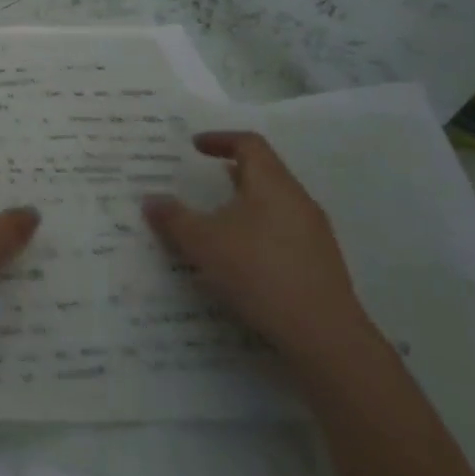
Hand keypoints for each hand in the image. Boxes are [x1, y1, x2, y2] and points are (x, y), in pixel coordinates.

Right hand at [142, 132, 370, 367]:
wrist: (324, 336)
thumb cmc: (259, 271)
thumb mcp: (203, 242)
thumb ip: (174, 218)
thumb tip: (150, 200)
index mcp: (272, 183)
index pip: (248, 144)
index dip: (220, 139)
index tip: (194, 147)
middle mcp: (297, 200)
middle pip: (264, 173)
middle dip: (230, 175)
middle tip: (200, 183)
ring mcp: (314, 234)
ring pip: (274, 206)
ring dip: (243, 207)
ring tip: (214, 223)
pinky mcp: (320, 265)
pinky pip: (282, 235)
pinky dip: (257, 235)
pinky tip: (239, 261)